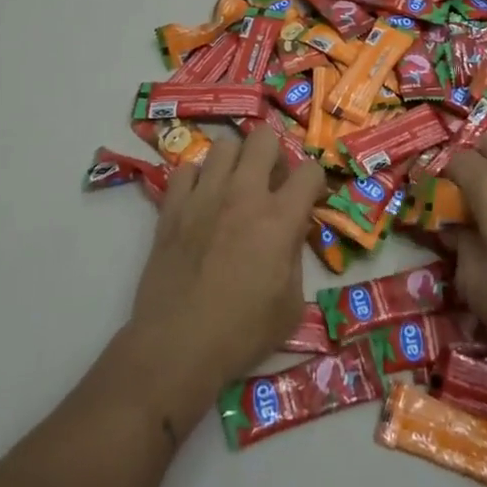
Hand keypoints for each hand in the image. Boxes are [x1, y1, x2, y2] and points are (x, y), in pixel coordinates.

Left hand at [129, 126, 325, 395]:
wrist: (177, 348)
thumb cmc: (242, 333)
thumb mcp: (291, 304)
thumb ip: (296, 257)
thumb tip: (291, 233)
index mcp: (279, 218)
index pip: (310, 171)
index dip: (315, 182)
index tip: (310, 199)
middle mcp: (243, 195)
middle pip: (264, 138)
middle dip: (274, 154)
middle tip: (271, 183)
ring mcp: (204, 196)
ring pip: (224, 145)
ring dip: (236, 161)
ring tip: (234, 187)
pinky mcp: (172, 208)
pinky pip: (186, 169)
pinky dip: (197, 179)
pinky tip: (201, 201)